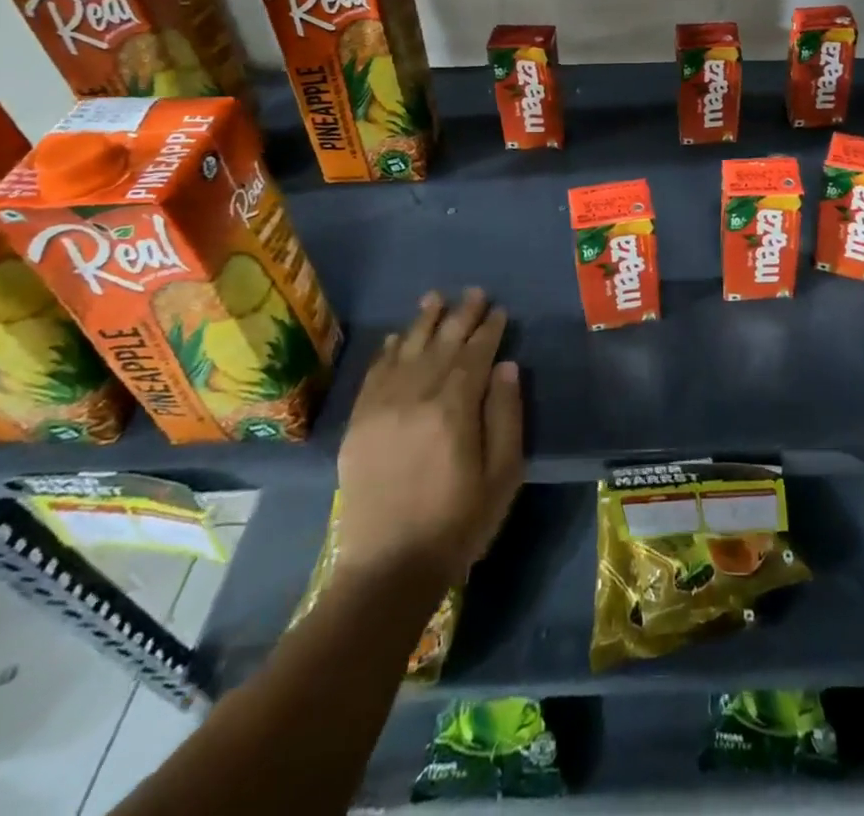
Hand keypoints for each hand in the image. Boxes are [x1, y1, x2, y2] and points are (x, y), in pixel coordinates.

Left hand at [333, 288, 523, 584]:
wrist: (388, 570)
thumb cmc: (458, 523)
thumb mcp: (502, 475)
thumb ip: (506, 416)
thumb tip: (506, 366)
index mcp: (453, 410)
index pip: (474, 356)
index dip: (488, 331)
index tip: (499, 310)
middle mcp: (414, 399)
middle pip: (441, 346)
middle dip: (460, 317)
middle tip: (474, 292)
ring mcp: (380, 410)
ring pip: (405, 352)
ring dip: (423, 323)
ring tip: (435, 298)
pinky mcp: (358, 426)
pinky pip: (373, 376)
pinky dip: (387, 352)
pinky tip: (396, 337)